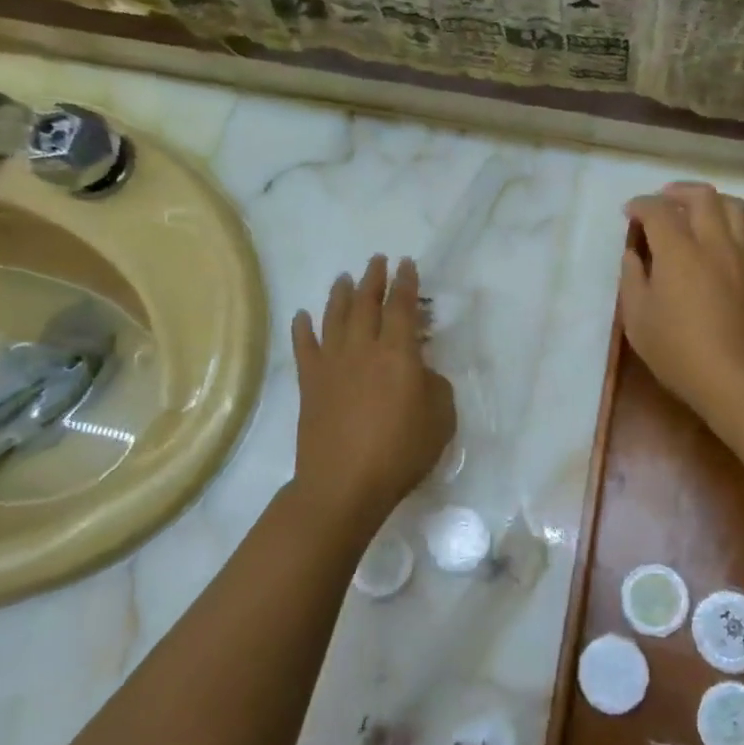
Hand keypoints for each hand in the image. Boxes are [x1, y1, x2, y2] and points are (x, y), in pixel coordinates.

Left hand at [291, 256, 455, 529]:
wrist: (344, 484)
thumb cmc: (401, 452)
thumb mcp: (441, 418)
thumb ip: (435, 385)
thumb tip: (421, 371)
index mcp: (398, 353)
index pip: (402, 307)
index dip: (406, 283)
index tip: (407, 264)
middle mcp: (363, 348)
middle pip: (366, 303)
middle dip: (373, 279)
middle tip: (377, 261)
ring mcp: (332, 364)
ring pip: (334, 317)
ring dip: (340, 294)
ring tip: (344, 277)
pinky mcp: (309, 384)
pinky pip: (304, 347)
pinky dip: (302, 328)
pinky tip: (303, 316)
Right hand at [620, 183, 743, 424]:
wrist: (743, 381)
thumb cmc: (680, 354)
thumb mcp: (638, 321)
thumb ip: (632, 280)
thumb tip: (633, 253)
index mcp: (678, 251)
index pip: (657, 210)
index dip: (641, 205)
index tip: (631, 213)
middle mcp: (716, 242)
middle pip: (702, 197)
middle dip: (678, 192)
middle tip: (665, 201)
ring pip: (737, 207)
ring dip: (715, 203)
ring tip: (703, 213)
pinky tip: (739, 236)